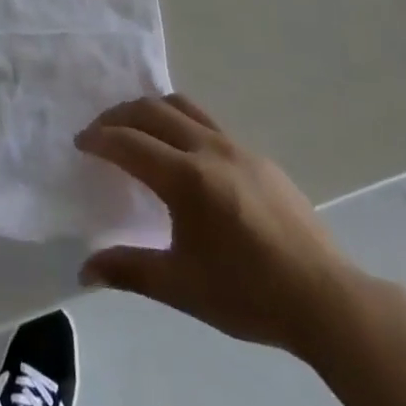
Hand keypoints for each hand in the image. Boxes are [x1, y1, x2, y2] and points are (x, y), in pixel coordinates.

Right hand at [75, 94, 356, 357]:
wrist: (325, 299)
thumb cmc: (248, 295)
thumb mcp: (181, 287)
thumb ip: (129, 271)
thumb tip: (84, 269)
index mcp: (186, 179)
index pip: (129, 142)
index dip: (99, 138)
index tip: (80, 143)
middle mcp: (208, 149)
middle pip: (152, 110)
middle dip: (119, 115)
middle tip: (100, 132)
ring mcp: (237, 147)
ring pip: (182, 106)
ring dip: (151, 110)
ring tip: (136, 130)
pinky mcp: (258, 156)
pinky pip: (208, 123)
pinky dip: (181, 123)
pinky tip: (183, 155)